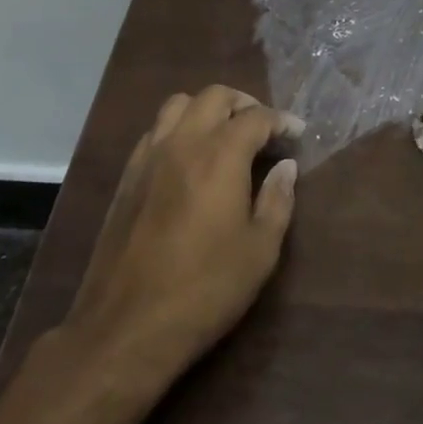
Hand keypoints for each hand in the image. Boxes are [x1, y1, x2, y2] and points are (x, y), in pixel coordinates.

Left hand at [61, 85, 299, 378]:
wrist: (126, 327)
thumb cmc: (204, 290)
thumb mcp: (259, 252)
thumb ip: (277, 201)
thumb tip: (286, 167)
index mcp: (220, 155)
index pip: (256, 117)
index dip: (281, 120)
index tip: (296, 134)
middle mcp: (183, 142)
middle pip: (214, 95)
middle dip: (244, 103)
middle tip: (262, 128)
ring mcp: (149, 156)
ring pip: (178, 104)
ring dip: (206, 109)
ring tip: (224, 134)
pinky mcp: (127, 176)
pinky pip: (155, 130)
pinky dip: (178, 128)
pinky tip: (188, 158)